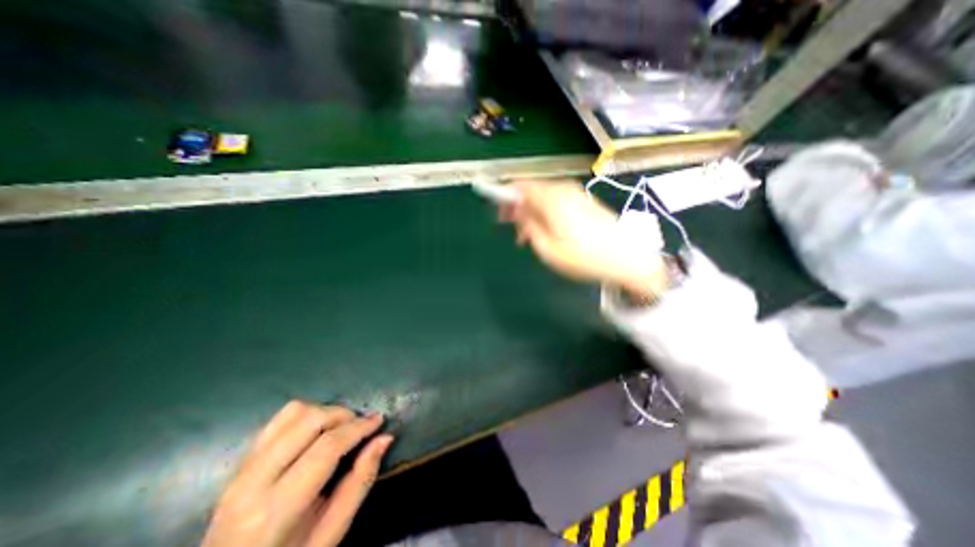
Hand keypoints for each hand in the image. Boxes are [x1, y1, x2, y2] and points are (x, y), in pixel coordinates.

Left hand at [200, 399, 391, 546]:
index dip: (359, 427)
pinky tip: (318, 430)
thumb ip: (360, 482)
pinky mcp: (240, 461)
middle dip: (344, 415)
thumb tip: (385, 438)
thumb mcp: (332, 532)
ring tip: (341, 427)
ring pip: (293, 412)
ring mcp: (241, 469)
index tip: (379, 420)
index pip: (327, 447)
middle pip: (310, 420)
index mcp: (275, 510)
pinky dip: (306, 415)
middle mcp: (252, 482)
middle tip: (361, 425)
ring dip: (325, 412)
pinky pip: (278, 420)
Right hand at [503, 179, 671, 297]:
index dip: (506, 196)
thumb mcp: (547, 248)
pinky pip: (558, 201)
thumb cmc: (583, 257)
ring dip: (532, 212)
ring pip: (544, 196)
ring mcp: (577, 194)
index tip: (500, 213)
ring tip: (530, 236)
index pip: (521, 186)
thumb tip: (517, 211)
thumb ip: (528, 226)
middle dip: (519, 208)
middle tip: (515, 230)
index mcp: (552, 199)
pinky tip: (548, 230)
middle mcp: (564, 190)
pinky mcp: (585, 201)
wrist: (627, 258)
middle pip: (532, 190)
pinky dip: (547, 212)